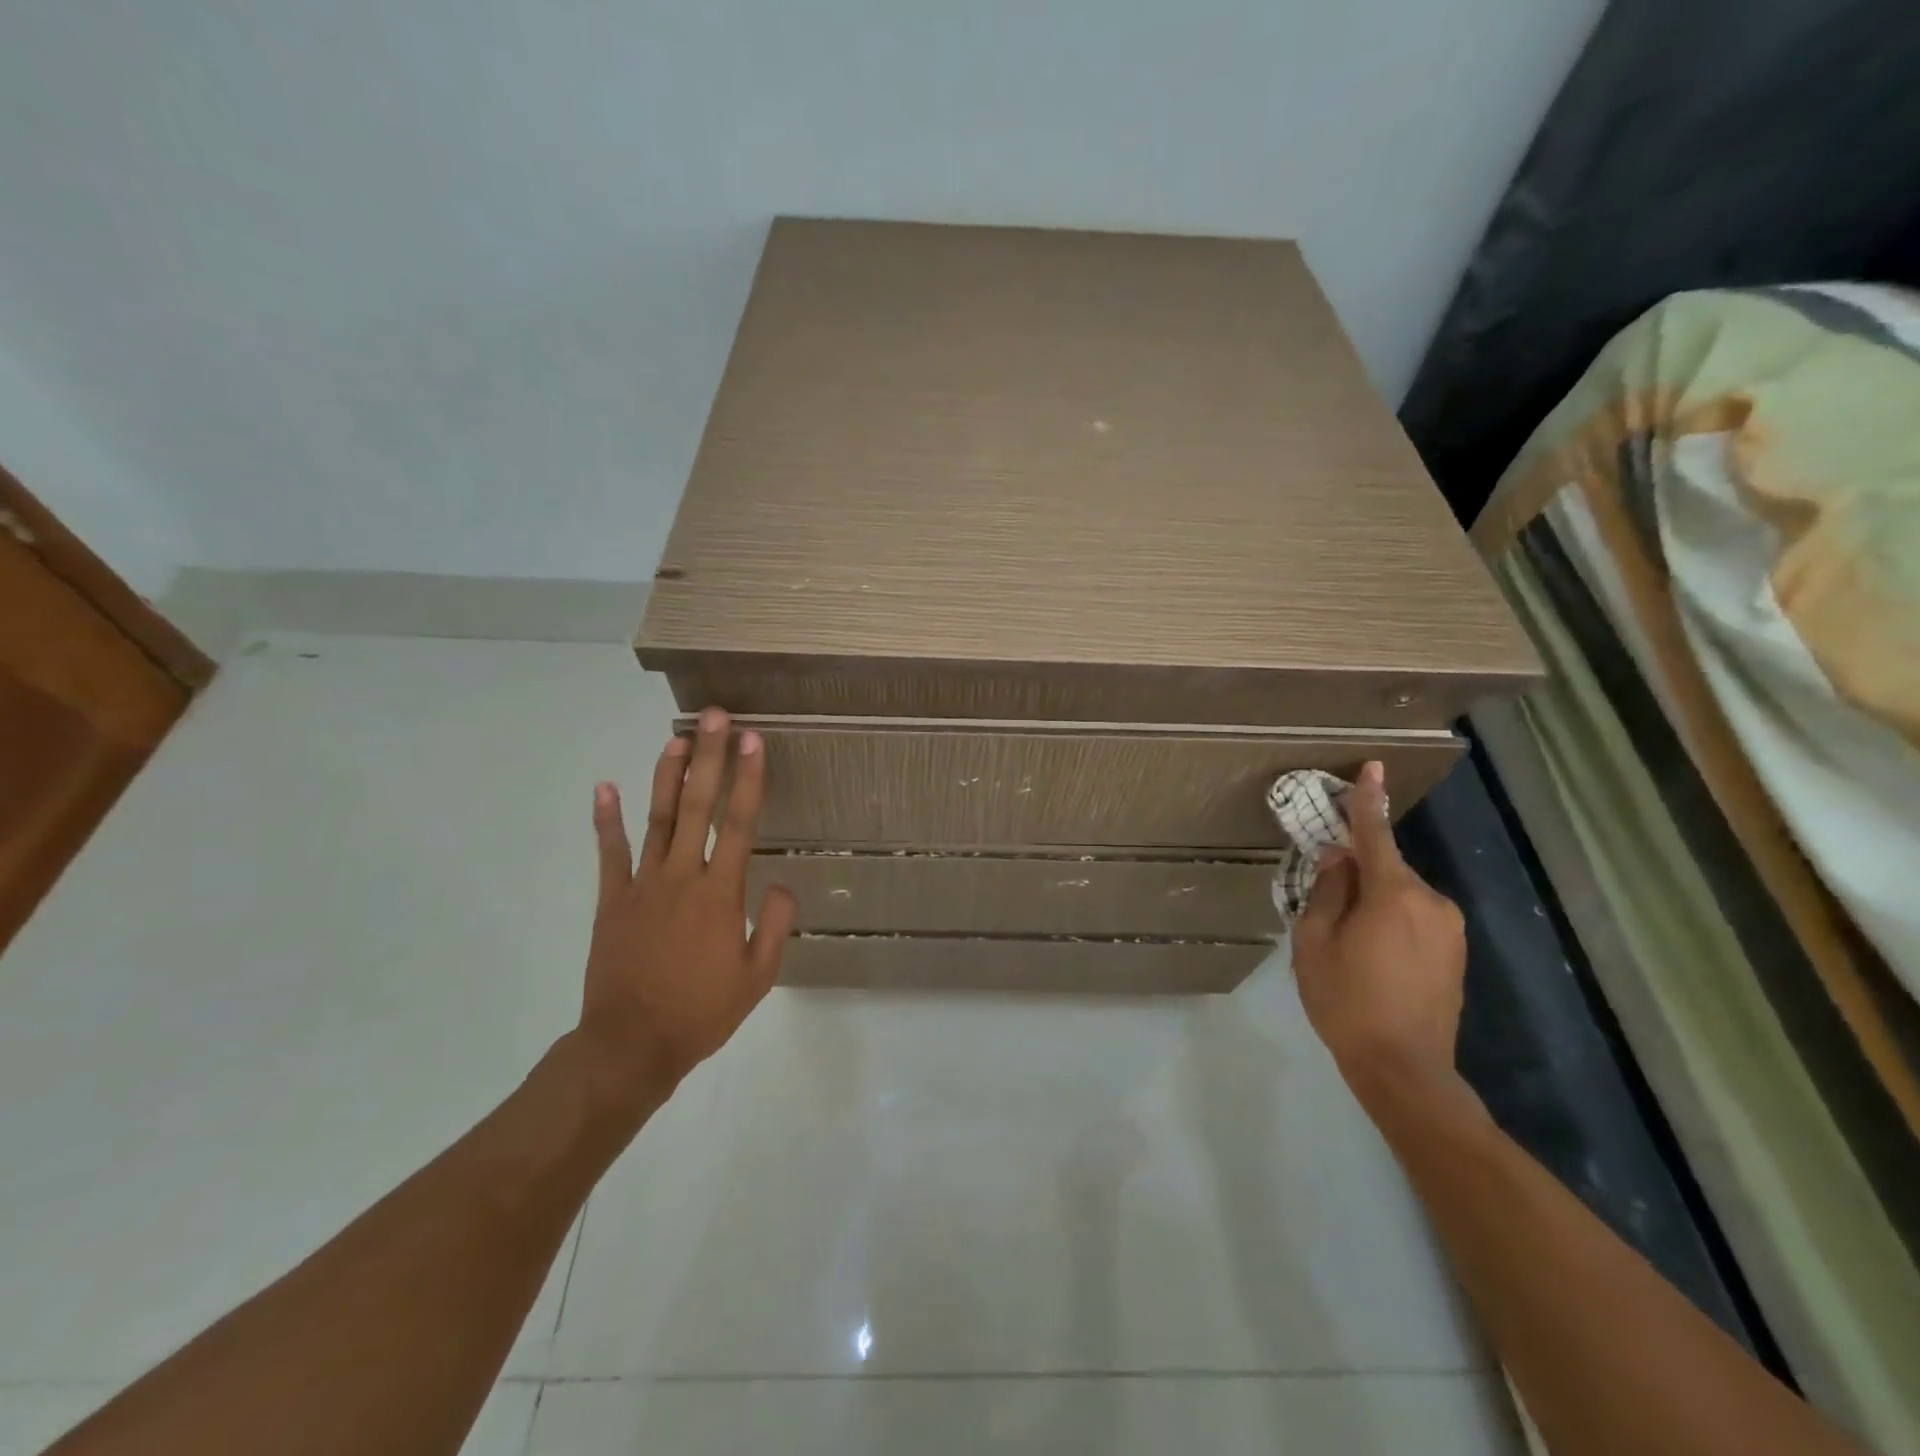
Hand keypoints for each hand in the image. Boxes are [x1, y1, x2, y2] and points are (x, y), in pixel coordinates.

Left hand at [574, 707, 797, 1115]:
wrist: (631, 1046)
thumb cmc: (701, 1013)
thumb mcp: (757, 977)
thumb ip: (774, 926)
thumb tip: (781, 883)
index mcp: (720, 894)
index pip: (740, 823)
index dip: (749, 778)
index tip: (754, 740)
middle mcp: (682, 877)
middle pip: (698, 807)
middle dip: (710, 758)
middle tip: (716, 717)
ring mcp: (642, 885)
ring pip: (657, 819)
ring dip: (667, 776)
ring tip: (677, 738)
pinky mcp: (612, 901)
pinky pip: (610, 854)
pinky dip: (607, 820)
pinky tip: (605, 787)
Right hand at [1292, 760, 1467, 1107]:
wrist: (1405, 1069)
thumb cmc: (1347, 1001)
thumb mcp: (1315, 943)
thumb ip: (1327, 892)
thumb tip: (1338, 860)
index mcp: (1394, 895)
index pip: (1375, 835)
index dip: (1368, 801)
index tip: (1373, 766)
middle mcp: (1431, 902)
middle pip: (1385, 869)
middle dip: (1356, 874)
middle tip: (1325, 907)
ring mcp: (1450, 928)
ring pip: (1400, 895)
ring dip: (1373, 903)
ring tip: (1348, 943)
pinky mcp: (1456, 952)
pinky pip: (1415, 917)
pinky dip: (1391, 922)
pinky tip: (1372, 958)